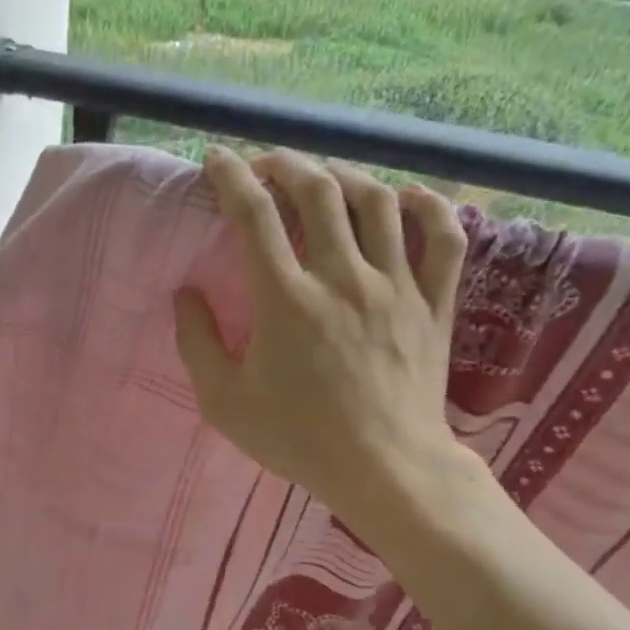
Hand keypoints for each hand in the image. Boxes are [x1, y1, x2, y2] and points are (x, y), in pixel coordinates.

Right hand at [173, 147, 477, 548]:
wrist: (385, 468)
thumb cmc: (298, 438)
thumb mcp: (224, 402)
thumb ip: (196, 343)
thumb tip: (185, 294)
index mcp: (286, 300)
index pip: (254, 215)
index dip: (231, 177)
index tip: (216, 161)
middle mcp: (342, 277)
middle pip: (318, 191)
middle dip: (286, 164)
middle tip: (266, 165)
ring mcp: (396, 286)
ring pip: (377, 202)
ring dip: (344, 175)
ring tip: (323, 176)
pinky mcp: (434, 303)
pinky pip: (443, 237)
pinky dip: (427, 205)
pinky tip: (406, 196)